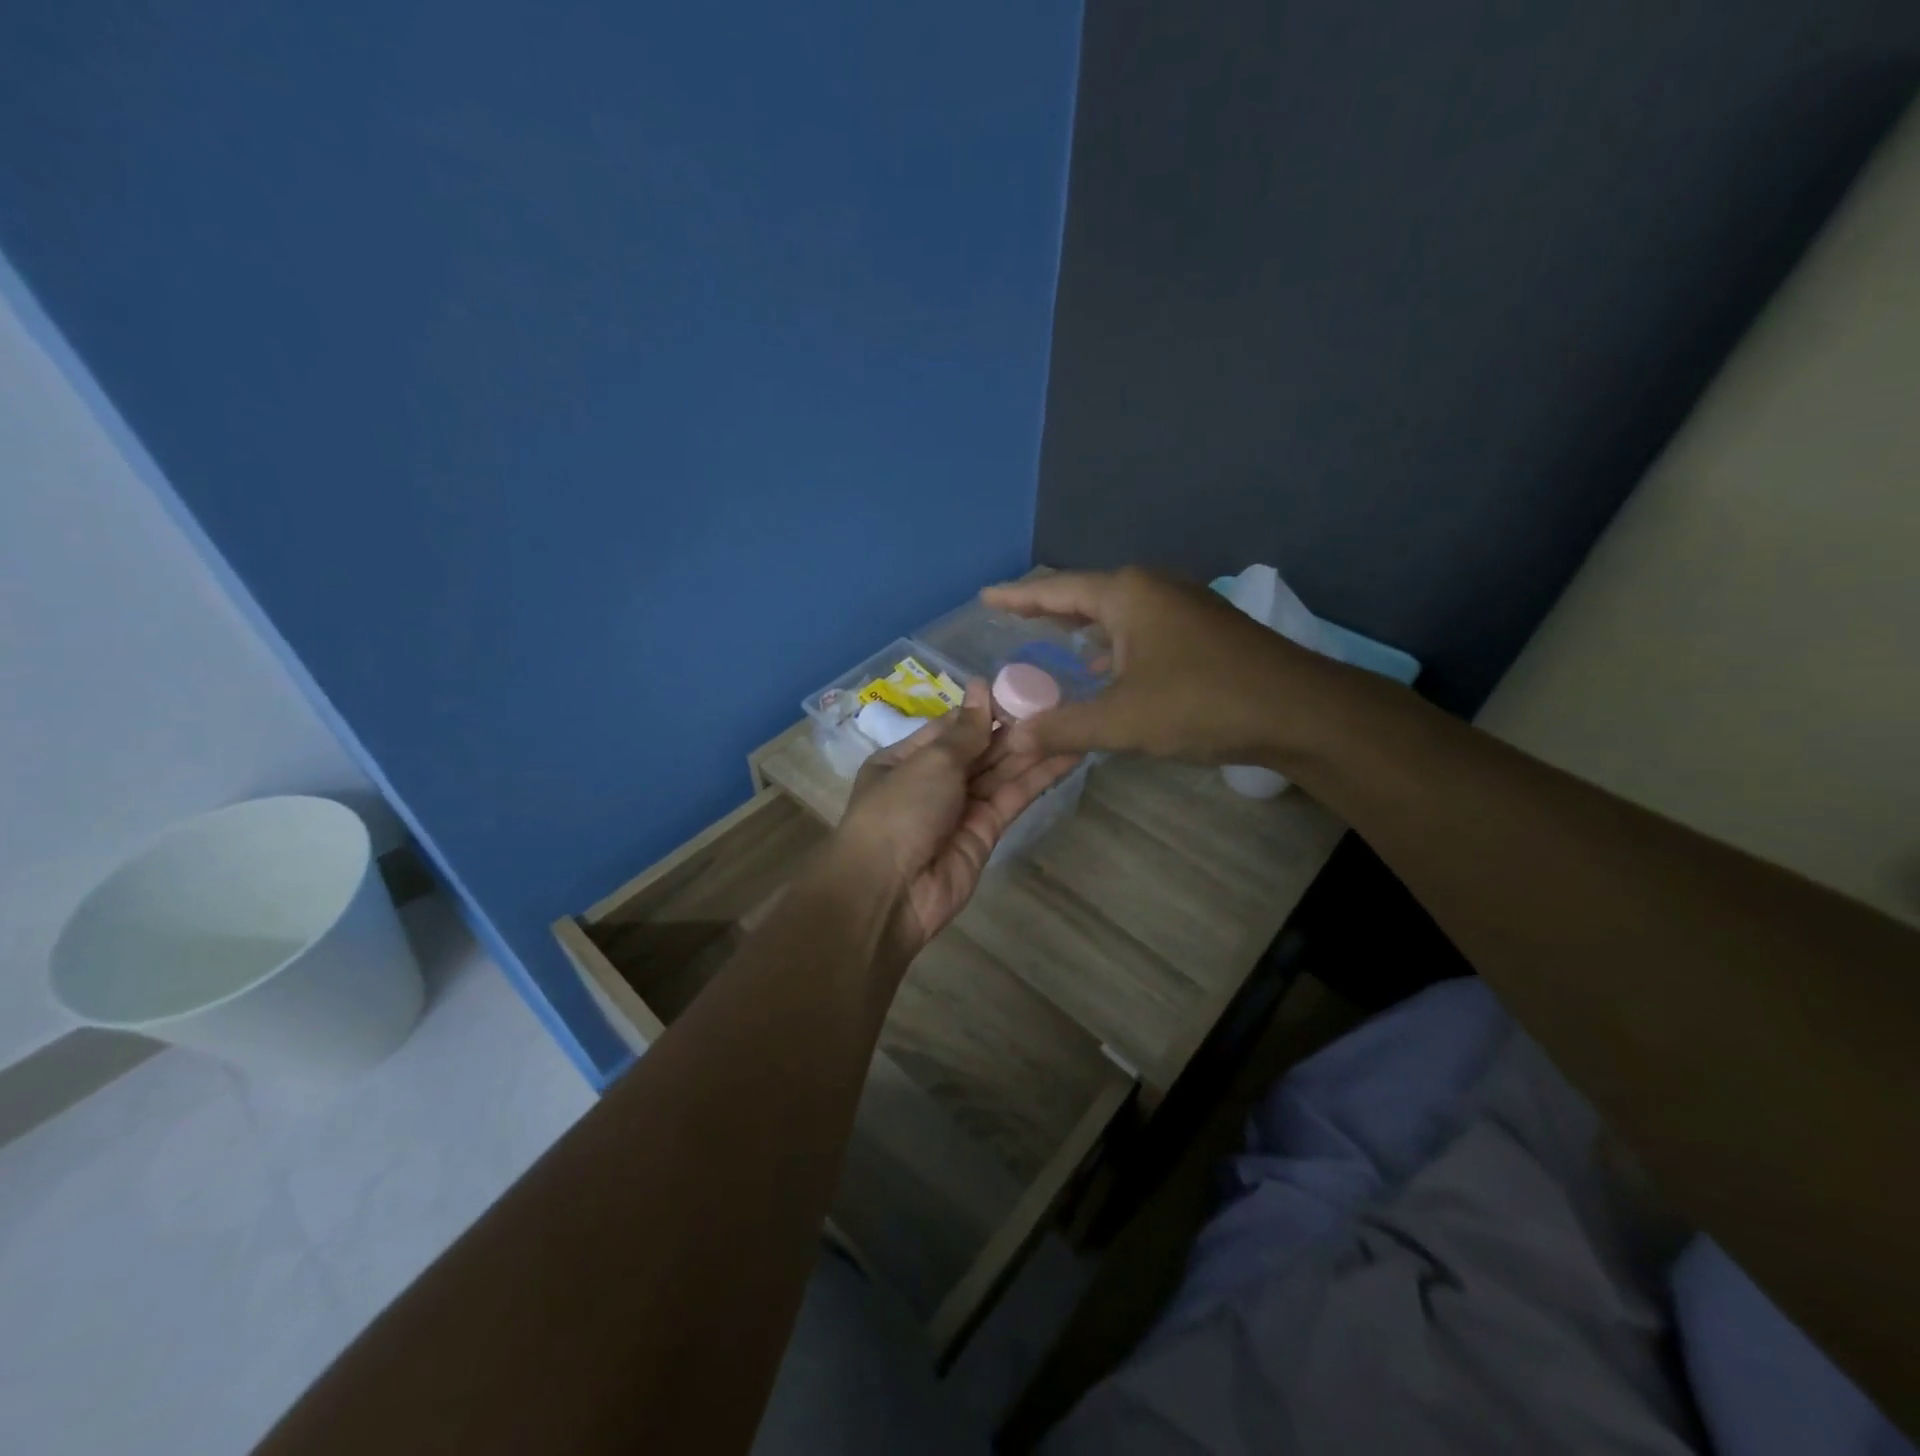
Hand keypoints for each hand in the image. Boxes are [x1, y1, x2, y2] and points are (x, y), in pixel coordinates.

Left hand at [835, 679, 1080, 950]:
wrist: (890, 892)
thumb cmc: (899, 811)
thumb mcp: (930, 761)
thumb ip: (965, 731)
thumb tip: (981, 688)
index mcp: (905, 759)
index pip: (951, 727)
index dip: (984, 710)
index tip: (1020, 688)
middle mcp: (932, 782)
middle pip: (979, 749)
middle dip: (1014, 728)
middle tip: (1058, 700)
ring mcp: (960, 809)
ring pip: (1001, 772)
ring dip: (1033, 749)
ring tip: (1072, 721)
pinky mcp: (986, 833)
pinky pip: (1013, 798)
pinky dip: (1038, 778)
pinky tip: (1067, 756)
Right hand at [982, 567, 1324, 764]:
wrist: (1299, 711)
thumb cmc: (1202, 704)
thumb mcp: (1122, 721)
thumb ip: (1063, 727)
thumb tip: (1014, 738)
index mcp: (1128, 595)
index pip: (1056, 590)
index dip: (1017, 597)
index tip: (986, 597)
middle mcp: (1154, 588)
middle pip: (1087, 595)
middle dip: (1049, 609)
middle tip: (1012, 618)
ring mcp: (1184, 606)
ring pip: (1118, 614)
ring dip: (1085, 629)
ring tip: (1051, 642)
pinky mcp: (1204, 630)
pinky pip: (1142, 629)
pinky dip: (1115, 645)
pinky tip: (1107, 670)